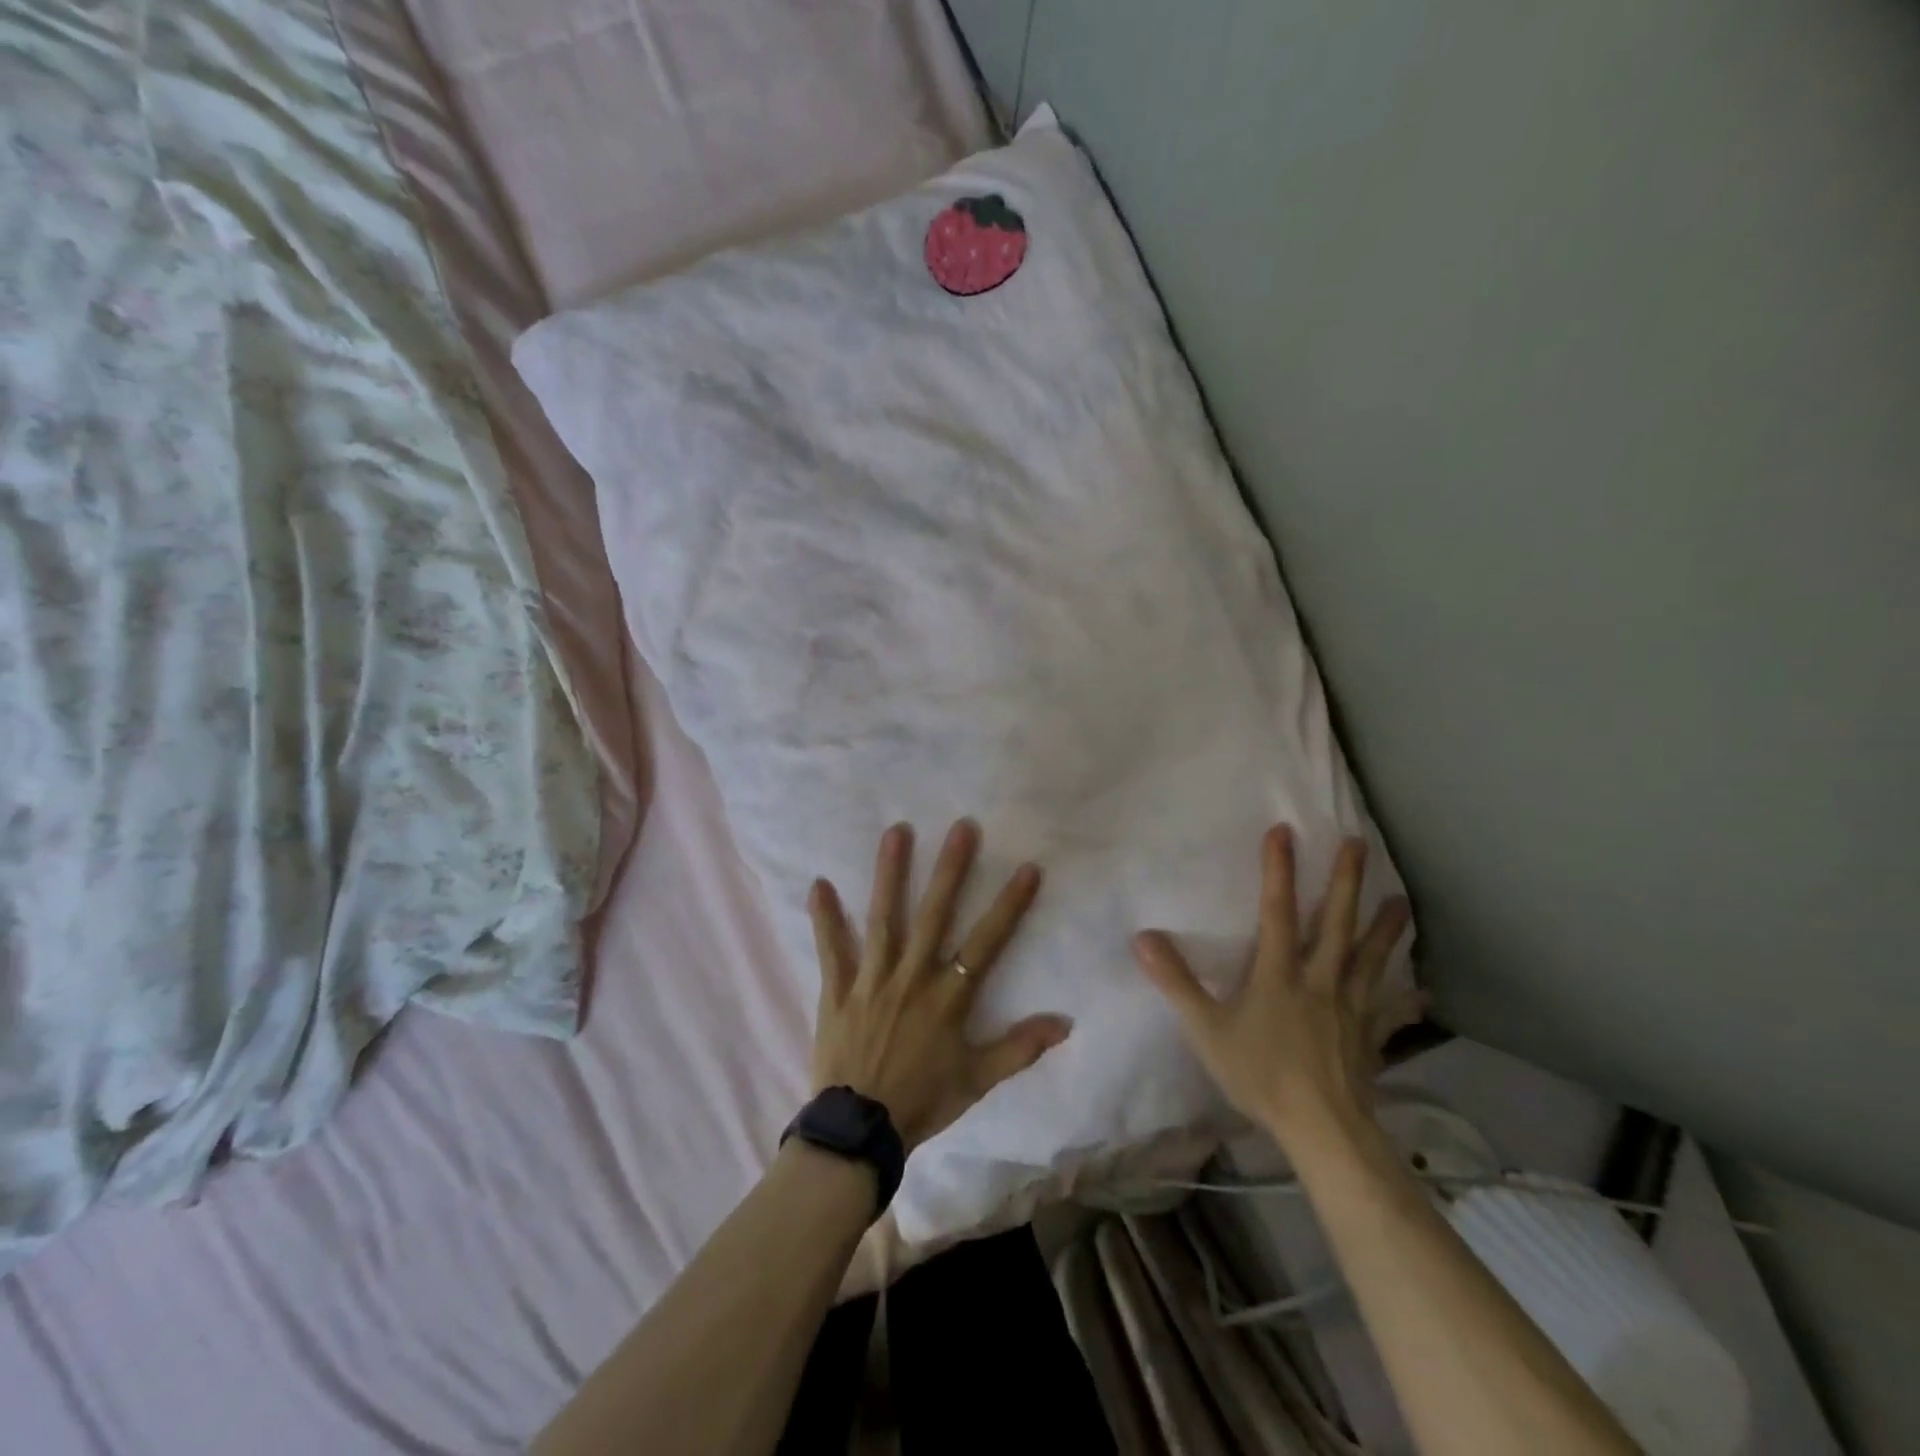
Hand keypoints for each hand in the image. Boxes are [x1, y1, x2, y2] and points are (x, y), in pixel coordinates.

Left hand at [808, 819, 1072, 1150]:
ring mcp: (871, 980)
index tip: (1027, 868)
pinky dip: (824, 919)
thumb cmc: (923, 1102)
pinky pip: (831, 950)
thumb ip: (1020, 1047)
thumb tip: (1066, 1022)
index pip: (987, 942)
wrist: (859, 1132)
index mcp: (948, 997)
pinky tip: (818, 884)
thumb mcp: (978, 1080)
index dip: (1009, 905)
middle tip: (962, 827)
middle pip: (934, 915)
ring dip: (890, 874)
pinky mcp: (837, 990)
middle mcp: (912, 977)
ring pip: (883, 919)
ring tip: (896, 832)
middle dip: (951, 870)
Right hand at [1133, 826, 1421, 1151]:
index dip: (1278, 870)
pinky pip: (1389, 1014)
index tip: (1283, 831)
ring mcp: (1350, 1008)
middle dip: (1345, 882)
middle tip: (1359, 844)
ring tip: (1402, 901)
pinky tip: (1422, 993)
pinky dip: (1405, 1003)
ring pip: (1370, 959)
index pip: (1277, 912)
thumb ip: (1176, 982)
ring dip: (1385, 929)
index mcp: (1279, 974)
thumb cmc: (1261, 1075)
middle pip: (1336, 924)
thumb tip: (1143, 937)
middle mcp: (1319, 980)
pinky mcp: (1368, 1037)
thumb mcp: (1207, 1029)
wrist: (1322, 1130)